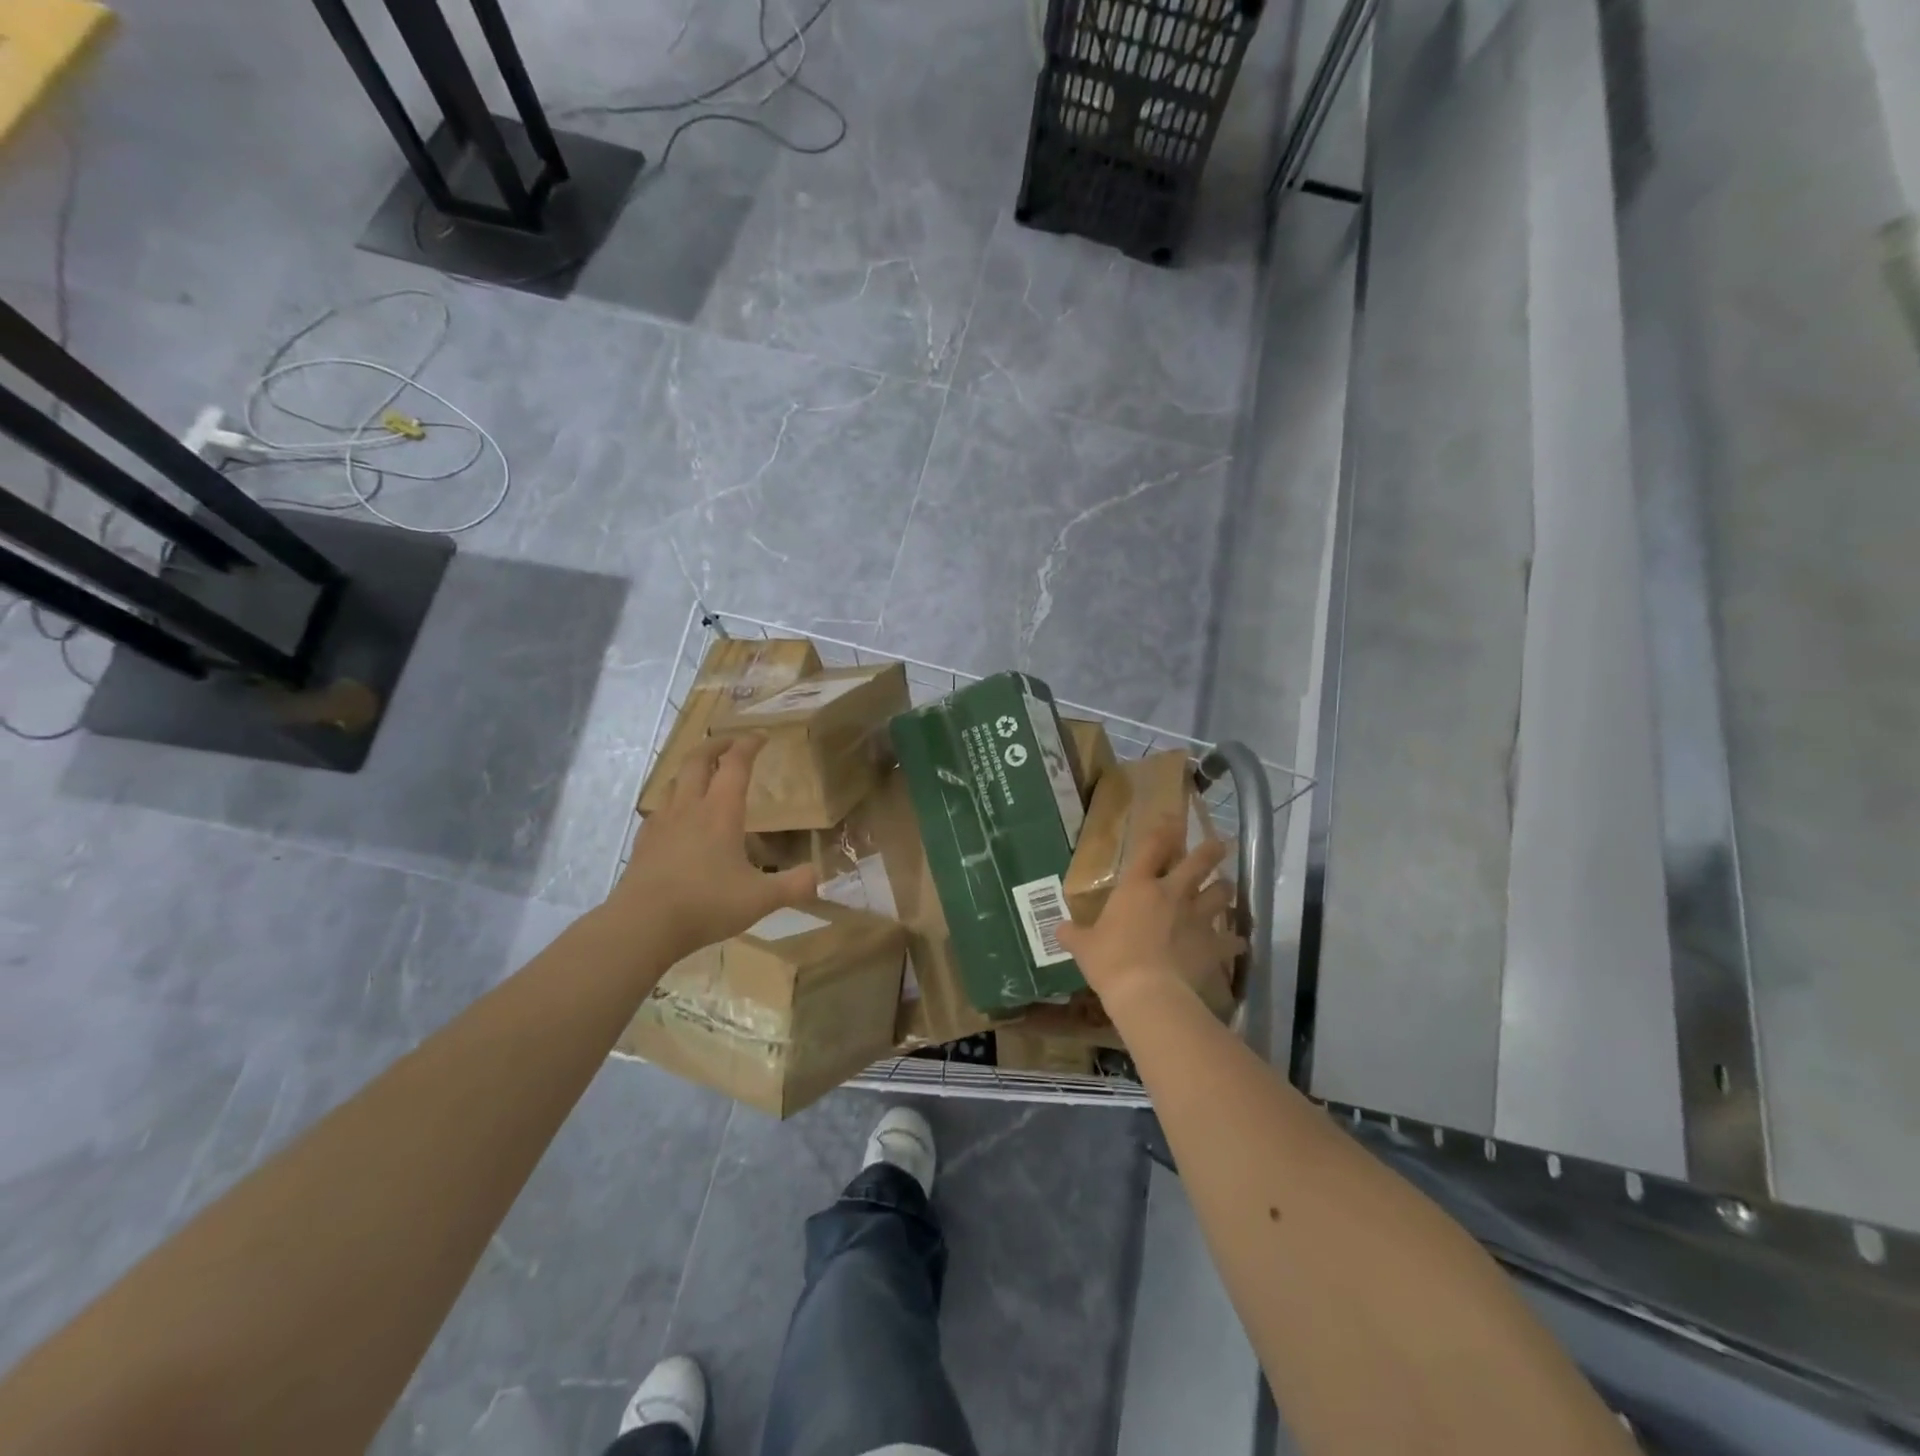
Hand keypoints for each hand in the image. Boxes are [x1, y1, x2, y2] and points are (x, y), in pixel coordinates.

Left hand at [606, 736, 819, 961]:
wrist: (642, 925)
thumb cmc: (706, 904)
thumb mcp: (761, 899)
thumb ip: (795, 885)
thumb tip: (821, 875)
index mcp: (720, 812)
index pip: (736, 764)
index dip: (749, 745)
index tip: (761, 736)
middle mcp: (690, 807)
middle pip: (698, 760)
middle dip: (716, 745)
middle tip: (730, 743)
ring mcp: (662, 823)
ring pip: (674, 781)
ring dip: (691, 769)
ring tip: (704, 775)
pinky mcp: (644, 842)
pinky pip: (660, 809)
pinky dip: (674, 800)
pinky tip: (678, 818)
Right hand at [1056, 823, 1242, 1009]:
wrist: (1147, 991)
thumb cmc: (1110, 960)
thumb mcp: (1083, 947)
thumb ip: (1073, 935)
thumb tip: (1060, 930)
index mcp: (1137, 887)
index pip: (1151, 848)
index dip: (1163, 831)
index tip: (1173, 819)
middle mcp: (1171, 894)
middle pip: (1199, 863)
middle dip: (1211, 851)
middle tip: (1220, 844)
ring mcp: (1196, 918)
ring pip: (1222, 894)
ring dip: (1225, 890)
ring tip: (1226, 890)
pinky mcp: (1213, 944)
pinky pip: (1232, 940)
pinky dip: (1235, 941)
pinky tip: (1238, 943)